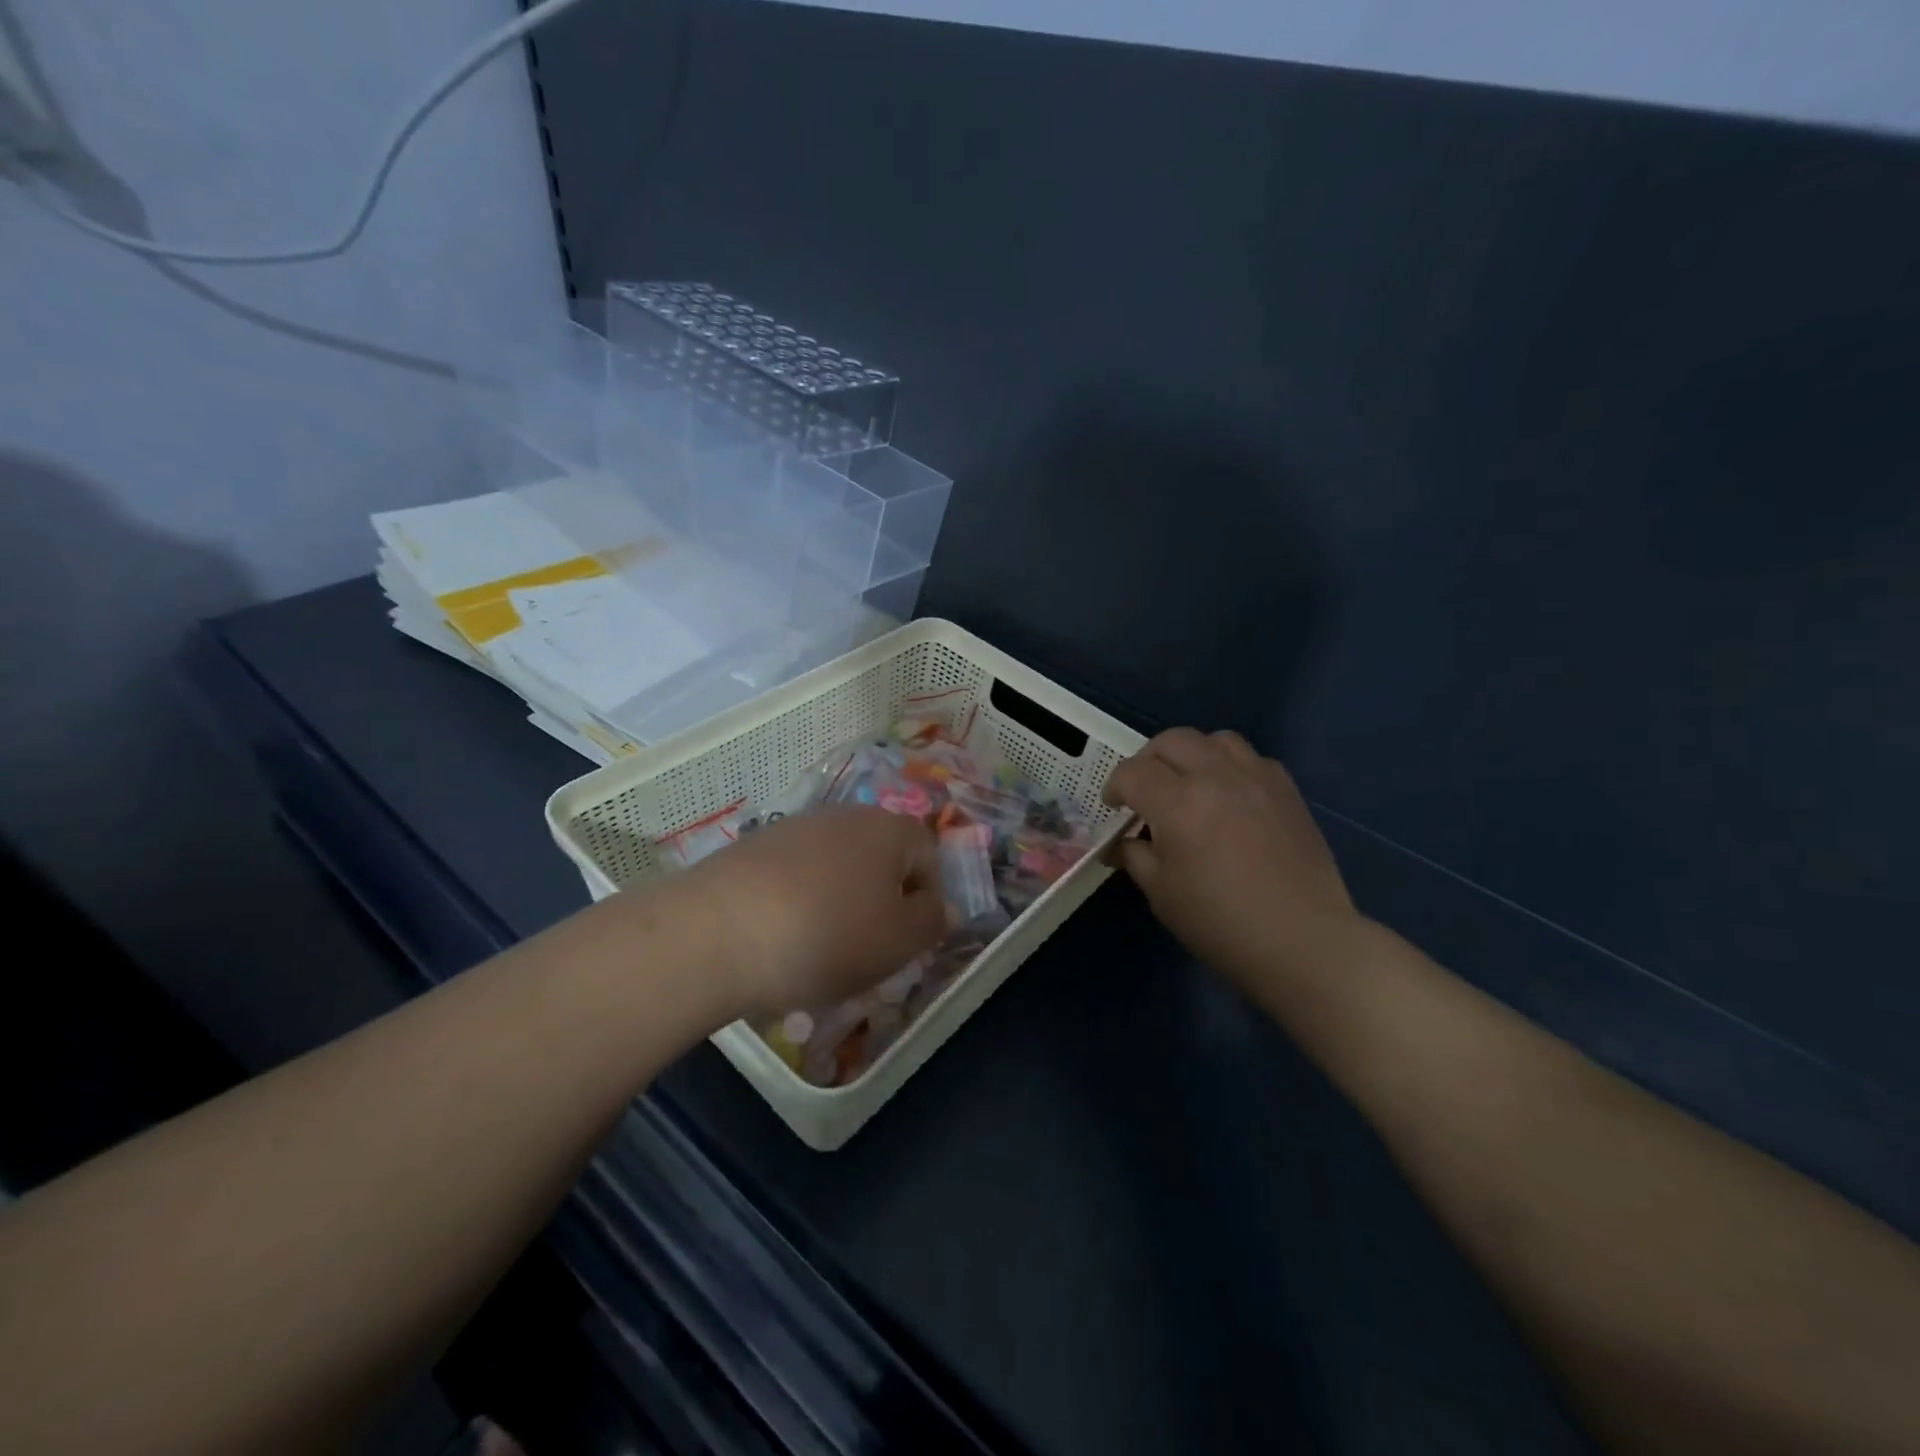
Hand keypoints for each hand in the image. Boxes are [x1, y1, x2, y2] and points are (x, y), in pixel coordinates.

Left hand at [678, 805, 946, 1018]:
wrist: (716, 932)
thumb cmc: (827, 936)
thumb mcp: (899, 941)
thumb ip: (932, 922)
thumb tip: (942, 907)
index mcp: (889, 830)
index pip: (928, 855)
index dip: (925, 900)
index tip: (905, 941)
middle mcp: (844, 817)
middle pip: (879, 860)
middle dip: (880, 903)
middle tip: (866, 950)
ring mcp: (794, 828)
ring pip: (836, 869)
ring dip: (838, 905)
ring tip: (818, 951)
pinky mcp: (752, 849)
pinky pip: (794, 877)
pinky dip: (798, 905)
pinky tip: (779, 940)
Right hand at [1102, 728, 1364, 986]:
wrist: (1303, 940)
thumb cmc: (1221, 922)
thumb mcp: (1162, 894)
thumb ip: (1135, 857)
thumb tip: (1122, 843)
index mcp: (1177, 803)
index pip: (1132, 773)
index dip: (1115, 787)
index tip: (1115, 808)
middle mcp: (1215, 777)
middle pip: (1170, 741)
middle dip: (1147, 761)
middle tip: (1144, 791)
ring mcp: (1256, 778)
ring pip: (1214, 739)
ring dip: (1191, 754)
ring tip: (1188, 784)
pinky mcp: (1286, 790)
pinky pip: (1250, 758)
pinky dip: (1229, 766)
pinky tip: (1229, 796)